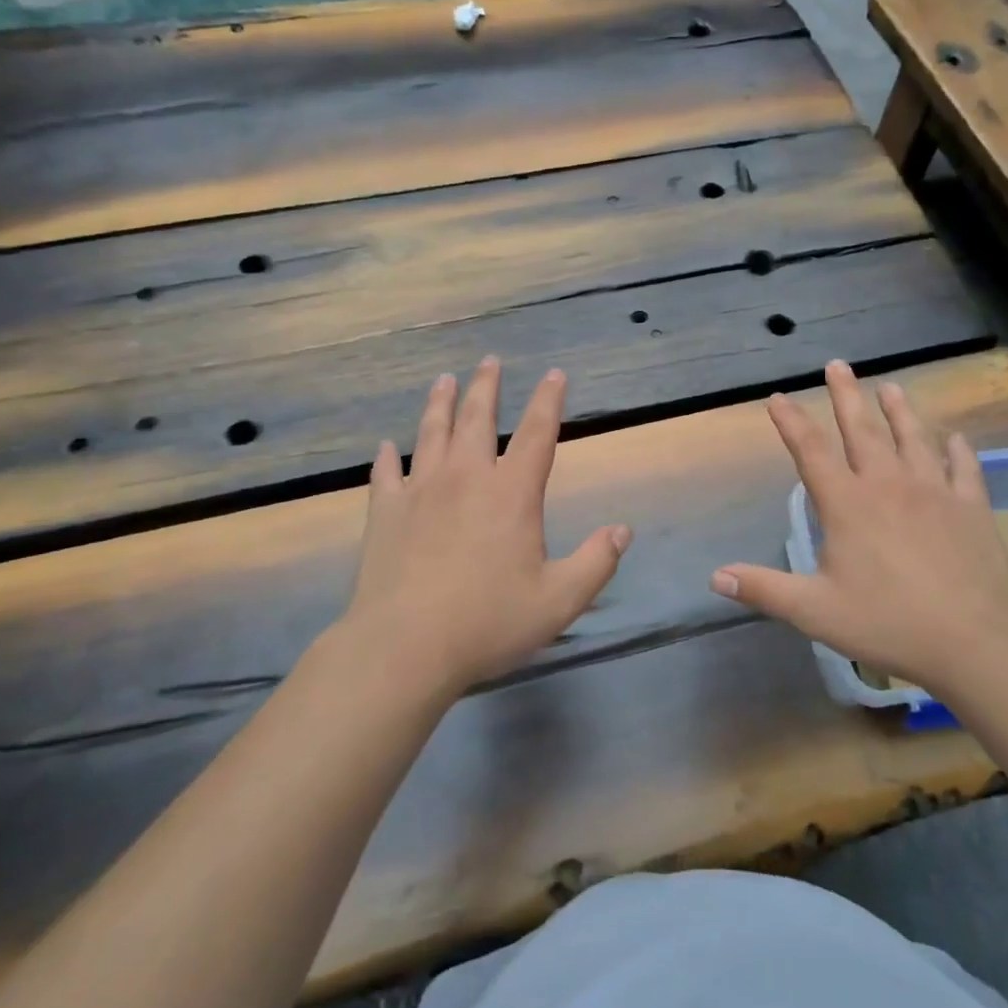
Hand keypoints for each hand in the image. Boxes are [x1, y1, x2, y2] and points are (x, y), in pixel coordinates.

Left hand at [336, 357, 631, 697]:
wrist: (405, 646)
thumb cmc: (488, 622)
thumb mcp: (559, 600)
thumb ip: (596, 562)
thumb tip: (623, 531)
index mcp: (511, 493)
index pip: (538, 433)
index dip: (549, 400)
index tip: (555, 374)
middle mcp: (466, 478)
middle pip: (477, 418)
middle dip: (486, 386)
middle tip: (489, 361)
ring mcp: (420, 491)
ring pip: (431, 433)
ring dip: (439, 404)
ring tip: (444, 380)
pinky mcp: (385, 513)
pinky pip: (385, 474)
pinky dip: (387, 457)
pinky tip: (385, 446)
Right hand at [710, 360, 1007, 694]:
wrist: (974, 639)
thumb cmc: (887, 622)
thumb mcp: (814, 611)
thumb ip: (764, 590)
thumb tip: (716, 576)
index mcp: (847, 504)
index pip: (810, 451)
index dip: (791, 421)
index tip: (779, 397)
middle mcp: (887, 485)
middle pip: (862, 430)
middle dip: (845, 395)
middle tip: (838, 365)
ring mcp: (933, 491)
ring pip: (913, 438)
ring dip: (900, 410)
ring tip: (891, 386)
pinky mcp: (970, 506)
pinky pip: (963, 467)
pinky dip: (957, 449)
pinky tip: (955, 437)